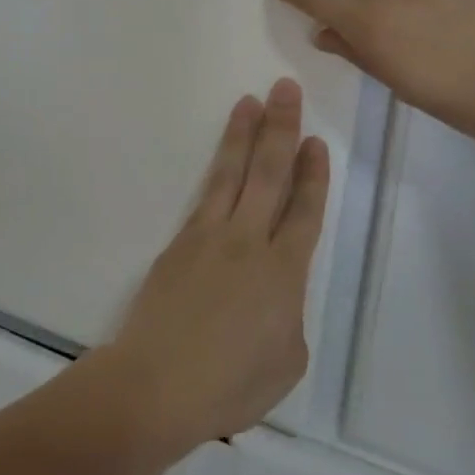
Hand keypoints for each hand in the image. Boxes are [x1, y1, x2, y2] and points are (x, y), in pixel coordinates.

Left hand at [95, 80, 329, 457]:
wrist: (158, 383)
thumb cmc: (230, 384)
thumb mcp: (286, 362)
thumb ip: (287, 316)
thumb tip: (273, 296)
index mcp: (283, 273)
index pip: (304, 211)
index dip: (313, 175)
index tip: (316, 141)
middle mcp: (248, 242)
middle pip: (269, 174)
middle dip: (281, 129)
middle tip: (285, 89)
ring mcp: (208, 237)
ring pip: (231, 173)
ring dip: (243, 134)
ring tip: (250, 101)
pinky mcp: (179, 243)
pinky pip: (204, 196)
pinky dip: (216, 170)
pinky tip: (221, 157)